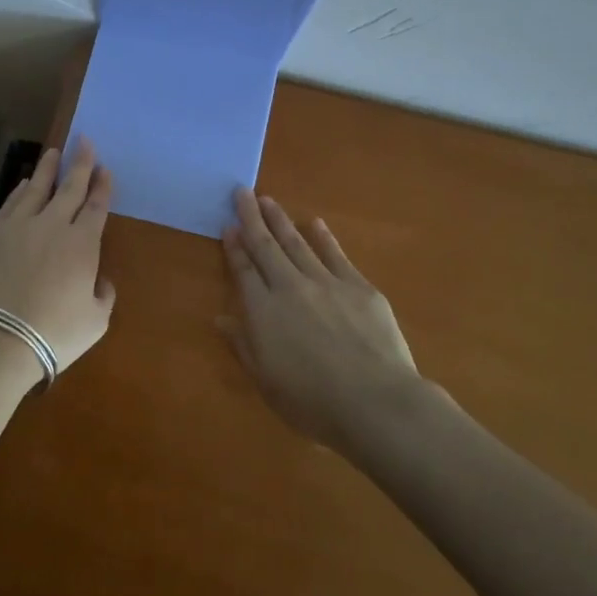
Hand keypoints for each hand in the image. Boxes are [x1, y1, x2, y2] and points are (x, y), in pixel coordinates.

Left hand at [0, 139, 116, 378]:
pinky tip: (23, 184)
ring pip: (36, 188)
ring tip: (53, 153)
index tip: (104, 169)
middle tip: (84, 141)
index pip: (96, 207)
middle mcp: (52, 225)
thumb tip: (99, 280)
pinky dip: (20, 190)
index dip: (102, 186)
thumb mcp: (95, 322)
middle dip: (80, 163)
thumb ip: (103, 295)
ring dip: (47, 169)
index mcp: (82, 244)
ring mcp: (18, 226)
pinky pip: (10, 204)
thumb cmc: (54, 334)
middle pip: (69, 188)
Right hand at [220, 187, 420, 448]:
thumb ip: (243, 346)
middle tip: (242, 192)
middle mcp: (289, 287)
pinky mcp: (358, 287)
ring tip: (268, 200)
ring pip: (297, 243)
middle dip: (252, 218)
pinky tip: (316, 223)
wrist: (376, 402)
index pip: (244, 271)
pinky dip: (324, 237)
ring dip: (280, 220)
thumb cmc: (313, 402)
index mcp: (263, 311)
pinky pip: (335, 254)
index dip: (234, 247)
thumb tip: (221, 318)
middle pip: (266, 246)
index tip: (228, 225)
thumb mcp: (266, 382)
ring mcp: (326, 283)